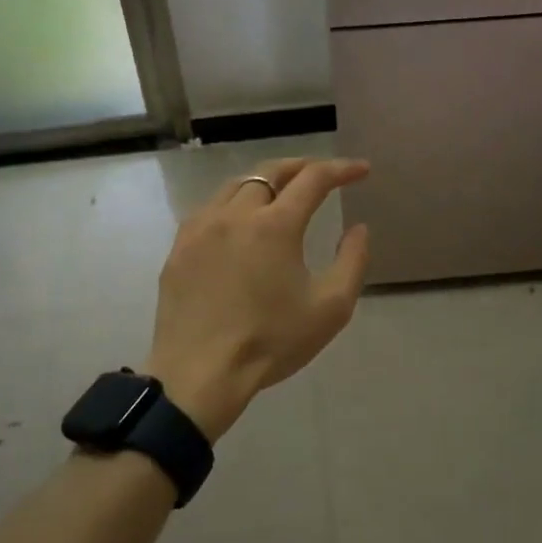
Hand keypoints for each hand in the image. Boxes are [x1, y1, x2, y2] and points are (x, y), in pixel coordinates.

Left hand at [146, 158, 371, 441]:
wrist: (199, 375)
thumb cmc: (271, 342)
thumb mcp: (330, 308)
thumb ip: (352, 261)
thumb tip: (358, 228)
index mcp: (275, 225)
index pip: (313, 179)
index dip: (341, 169)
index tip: (361, 170)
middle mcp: (236, 214)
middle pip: (271, 172)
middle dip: (302, 167)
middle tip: (322, 175)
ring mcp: (201, 228)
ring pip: (236, 186)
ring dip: (265, 182)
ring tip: (282, 193)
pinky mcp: (180, 247)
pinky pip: (210, 209)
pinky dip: (234, 204)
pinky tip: (240, 222)